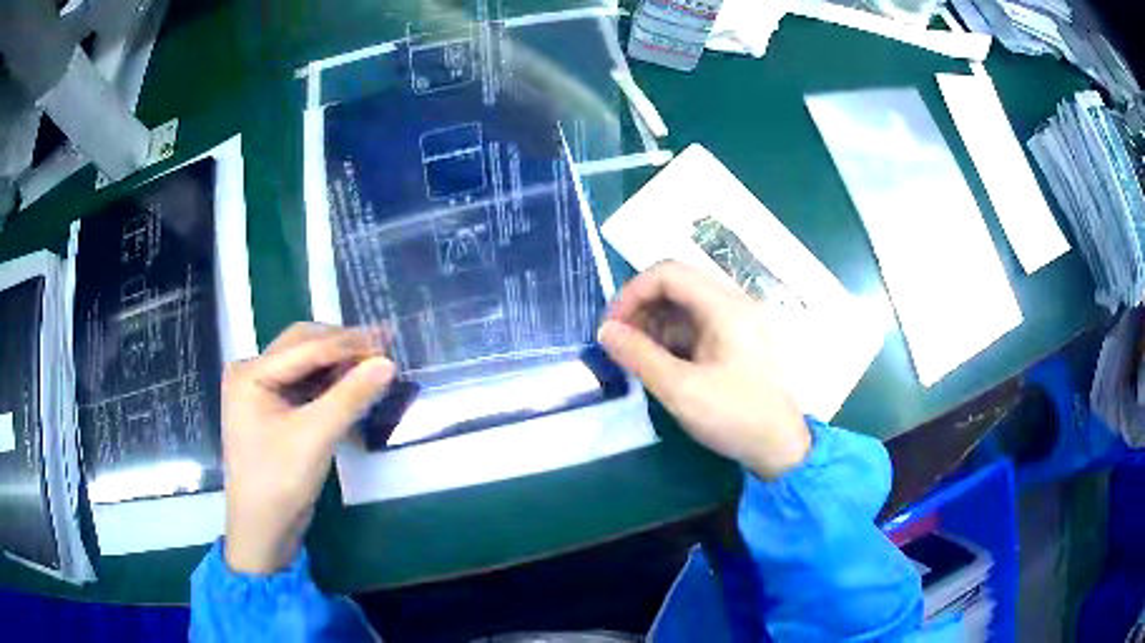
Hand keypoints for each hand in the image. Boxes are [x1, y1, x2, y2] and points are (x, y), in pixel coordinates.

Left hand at [221, 323, 394, 574]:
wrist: (263, 530)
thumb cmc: (279, 481)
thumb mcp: (316, 436)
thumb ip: (350, 396)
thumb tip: (387, 363)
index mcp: (250, 373)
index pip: (305, 346)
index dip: (348, 343)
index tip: (387, 339)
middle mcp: (252, 374)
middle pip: (303, 346)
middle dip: (341, 347)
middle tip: (381, 349)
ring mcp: (261, 393)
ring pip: (306, 365)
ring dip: (338, 365)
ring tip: (372, 367)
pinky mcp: (274, 412)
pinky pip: (305, 387)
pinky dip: (330, 386)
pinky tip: (352, 389)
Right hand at [598, 262, 810, 478]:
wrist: (783, 446)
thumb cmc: (736, 416)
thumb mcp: (682, 390)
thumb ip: (640, 356)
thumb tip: (605, 331)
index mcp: (725, 306)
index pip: (669, 273)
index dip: (633, 292)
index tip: (612, 326)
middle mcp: (732, 304)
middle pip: (677, 286)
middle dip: (641, 309)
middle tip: (618, 343)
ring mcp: (736, 323)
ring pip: (685, 307)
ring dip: (654, 325)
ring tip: (634, 358)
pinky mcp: (736, 342)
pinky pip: (696, 327)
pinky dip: (671, 339)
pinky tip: (659, 365)